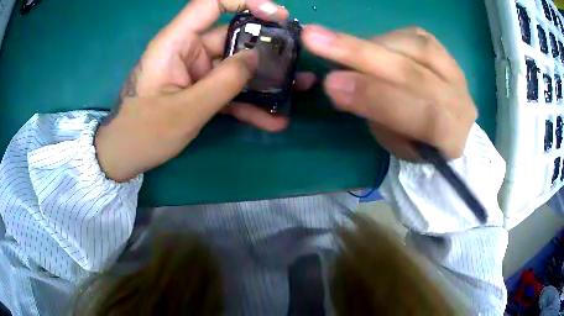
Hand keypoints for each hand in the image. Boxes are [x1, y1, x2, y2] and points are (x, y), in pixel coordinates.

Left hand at [95, 0, 313, 181]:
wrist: (124, 156)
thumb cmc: (143, 133)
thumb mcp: (185, 110)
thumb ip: (224, 82)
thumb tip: (255, 58)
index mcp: (175, 43)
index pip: (210, 4)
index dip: (245, 1)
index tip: (276, 14)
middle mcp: (187, 50)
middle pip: (232, 37)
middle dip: (266, 48)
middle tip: (297, 61)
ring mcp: (194, 71)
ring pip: (235, 66)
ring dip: (263, 79)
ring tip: (297, 88)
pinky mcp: (198, 89)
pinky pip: (227, 89)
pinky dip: (248, 103)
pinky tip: (273, 118)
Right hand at [302, 26, 476, 159]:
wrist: (450, 127)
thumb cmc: (419, 142)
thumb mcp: (397, 144)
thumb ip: (376, 115)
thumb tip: (341, 83)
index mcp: (452, 135)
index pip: (421, 116)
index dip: (377, 98)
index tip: (332, 84)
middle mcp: (460, 99)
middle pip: (415, 73)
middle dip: (362, 56)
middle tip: (315, 38)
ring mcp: (455, 71)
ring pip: (416, 47)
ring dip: (371, 43)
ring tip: (338, 43)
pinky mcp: (445, 51)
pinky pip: (415, 35)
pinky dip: (386, 36)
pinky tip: (370, 43)